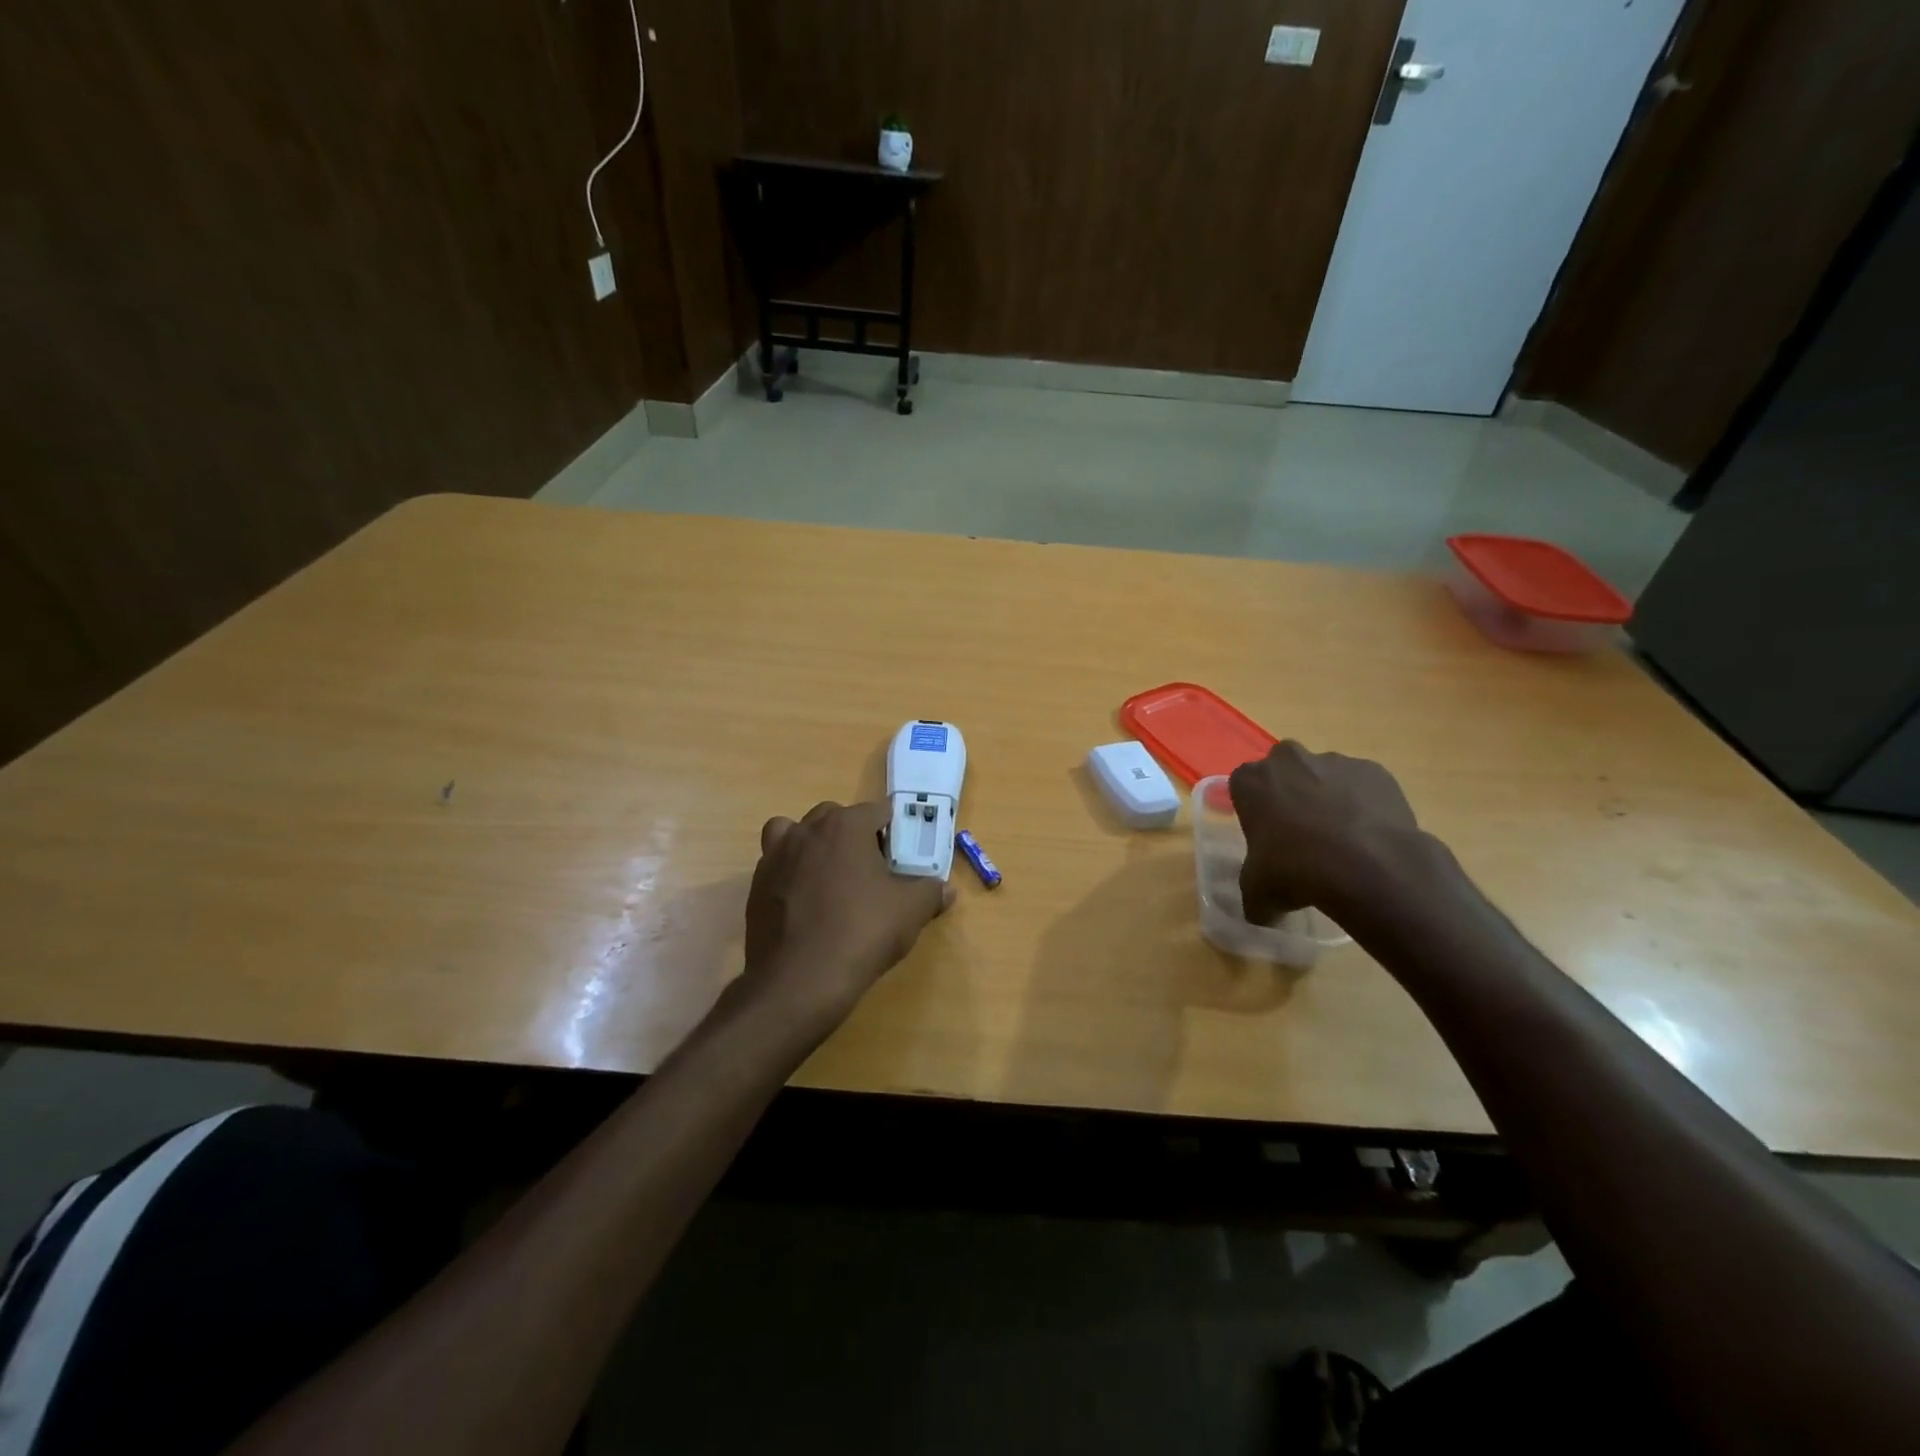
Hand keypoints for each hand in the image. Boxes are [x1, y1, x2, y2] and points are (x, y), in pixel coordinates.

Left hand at [739, 800, 953, 1025]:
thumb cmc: (861, 933)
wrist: (799, 981)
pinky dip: (790, 874)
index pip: (877, 811)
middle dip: (853, 835)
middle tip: (870, 869)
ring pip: (795, 834)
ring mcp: (775, 856)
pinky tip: (806, 904)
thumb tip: (946, 889)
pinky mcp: (756, 886)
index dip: (894, 832)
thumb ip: (931, 892)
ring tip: (829, 878)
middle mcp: (806, 830)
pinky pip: (776, 866)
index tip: (902, 857)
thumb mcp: (910, 912)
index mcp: (845, 825)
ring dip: (813, 845)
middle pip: (834, 817)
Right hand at [1229, 742, 1420, 924]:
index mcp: (1251, 780)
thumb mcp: (1258, 891)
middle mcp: (1289, 760)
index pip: (1243, 785)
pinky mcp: (1374, 770)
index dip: (1255, 809)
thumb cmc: (1294, 870)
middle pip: (1284, 770)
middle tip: (1301, 833)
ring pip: (1326, 776)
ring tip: (1342, 841)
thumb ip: (1253, 892)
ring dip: (1329, 798)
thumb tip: (1260, 912)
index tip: (1265, 834)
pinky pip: (1363, 786)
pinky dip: (1363, 804)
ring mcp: (1335, 761)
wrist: (1367, 866)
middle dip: (1291, 793)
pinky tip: (1369, 837)